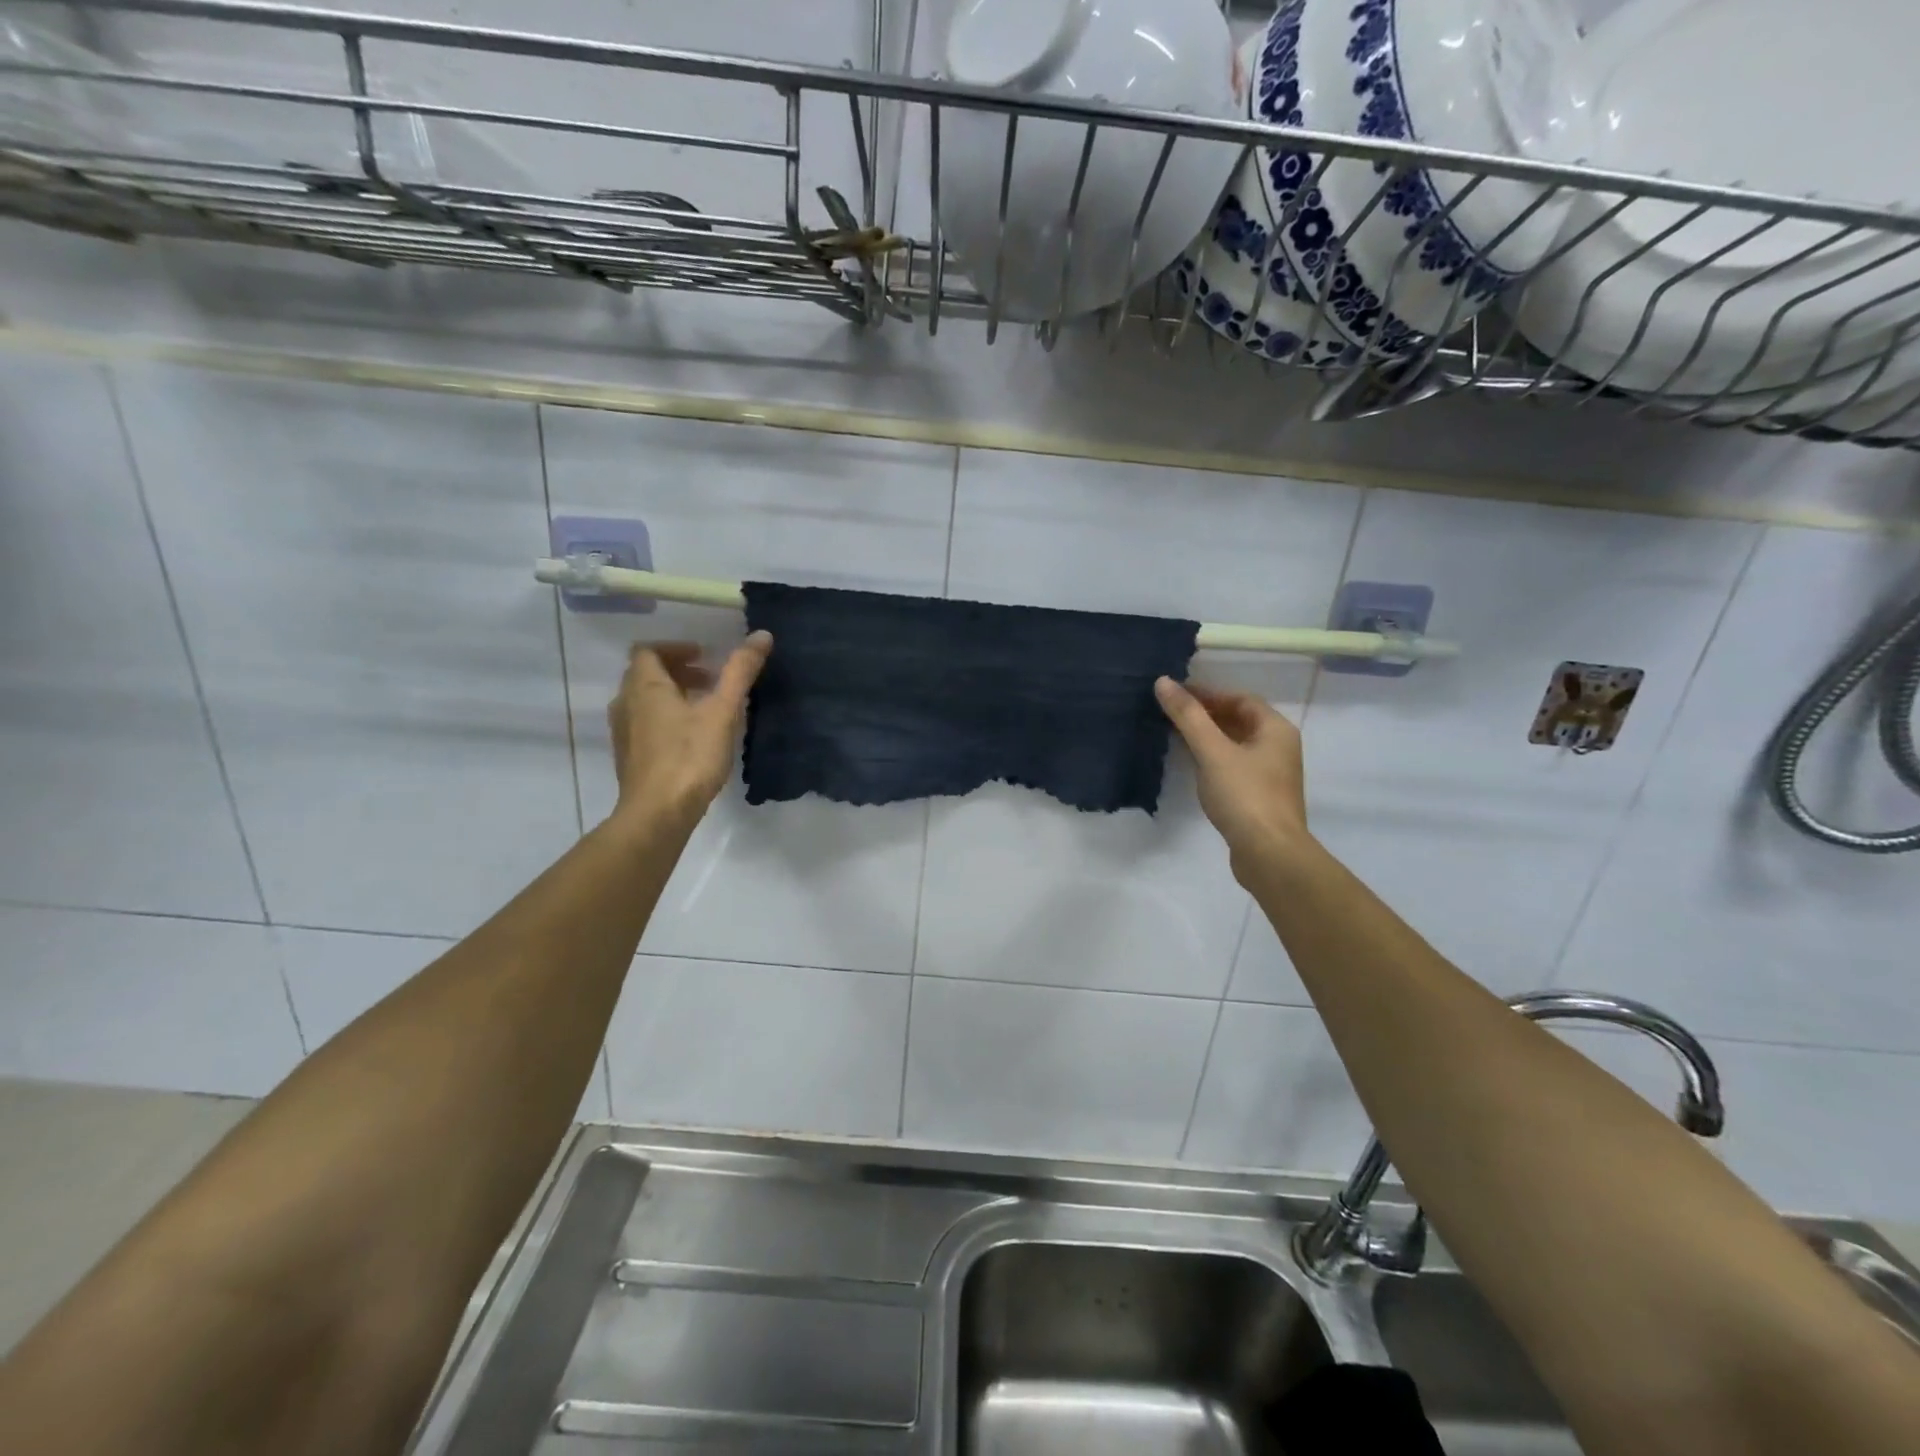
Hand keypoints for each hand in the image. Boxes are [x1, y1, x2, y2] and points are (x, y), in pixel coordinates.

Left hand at [608, 633, 772, 831]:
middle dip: (678, 671)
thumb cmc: (690, 756)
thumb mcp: (722, 712)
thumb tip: (761, 634)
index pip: (649, 651)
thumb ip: (740, 672)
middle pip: (646, 674)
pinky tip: (691, 738)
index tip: (705, 657)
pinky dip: (665, 718)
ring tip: (705, 708)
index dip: (676, 648)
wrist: (658, 813)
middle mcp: (626, 703)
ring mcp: (624, 732)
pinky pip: (644, 724)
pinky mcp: (628, 757)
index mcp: (645, 686)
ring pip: (645, 700)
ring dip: (672, 695)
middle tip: (711, 680)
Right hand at [1155, 677, 1309, 874]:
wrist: (1269, 854)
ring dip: (1208, 737)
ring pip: (1236, 745)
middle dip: (1206, 715)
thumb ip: (1188, 716)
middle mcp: (1279, 747)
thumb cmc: (1244, 795)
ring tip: (1175, 736)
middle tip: (1171, 714)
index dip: (1209, 694)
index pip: (1241, 699)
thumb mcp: (1212, 751)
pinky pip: (1234, 766)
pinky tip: (1192, 766)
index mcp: (1276, 730)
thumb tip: (1164, 682)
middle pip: (1240, 720)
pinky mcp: (1260, 797)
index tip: (1177, 696)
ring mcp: (1271, 774)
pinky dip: (1213, 759)